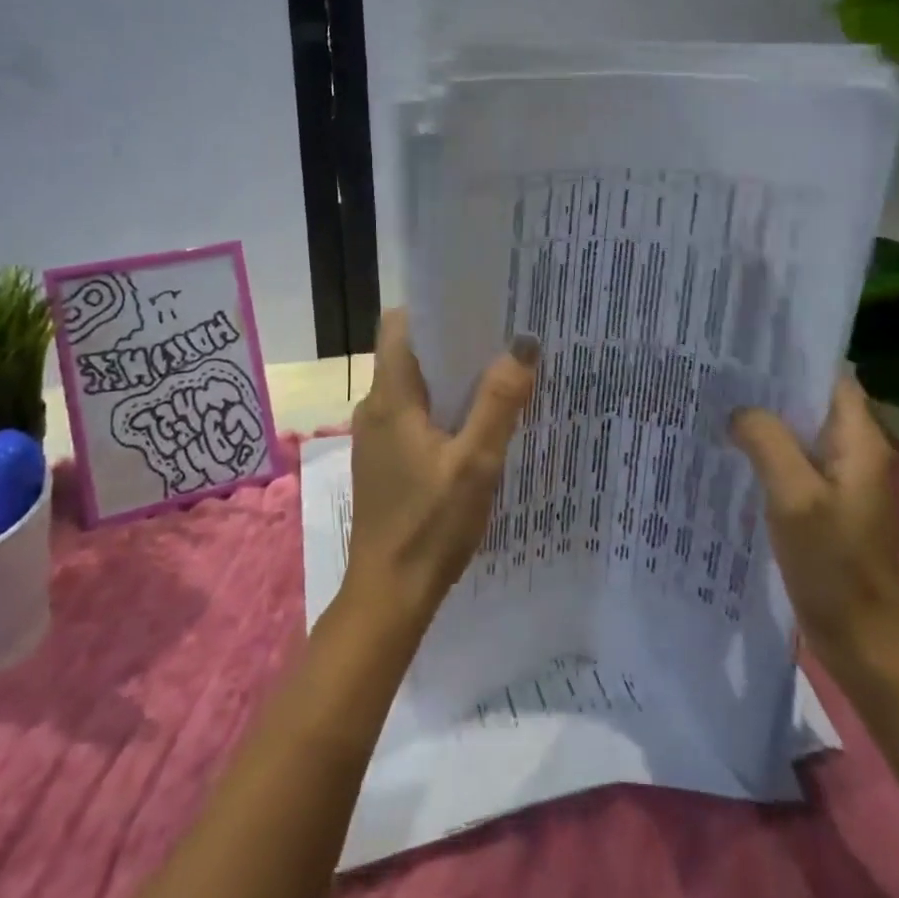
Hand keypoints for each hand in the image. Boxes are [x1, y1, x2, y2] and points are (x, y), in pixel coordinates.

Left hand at [345, 310, 540, 623]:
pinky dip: (442, 405)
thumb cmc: (430, 526)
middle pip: (409, 351)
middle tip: (502, 334)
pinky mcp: (385, 458)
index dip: (433, 307)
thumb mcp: (476, 463)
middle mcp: (375, 406)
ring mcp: (377, 434)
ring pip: (413, 383)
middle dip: (453, 339)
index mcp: (390, 397)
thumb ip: (499, 402)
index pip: (398, 324)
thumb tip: (523, 343)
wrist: (388, 595)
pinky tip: (477, 420)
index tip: (476, 302)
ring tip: (498, 370)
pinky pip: (413, 412)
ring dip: (450, 375)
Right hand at [730, 380, 898, 677]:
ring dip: (765, 420)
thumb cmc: (835, 566)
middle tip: (718, 371)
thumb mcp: (795, 497)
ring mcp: (840, 482)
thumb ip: (767, 443)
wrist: (864, 643)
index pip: (831, 376)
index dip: (794, 356)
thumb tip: (739, 411)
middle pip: (811, 402)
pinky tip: (730, 452)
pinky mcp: (824, 506)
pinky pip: (792, 464)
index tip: (747, 345)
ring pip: (798, 433)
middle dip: (769, 386)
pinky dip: (765, 453)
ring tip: (716, 403)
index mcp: (859, 442)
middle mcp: (854, 453)